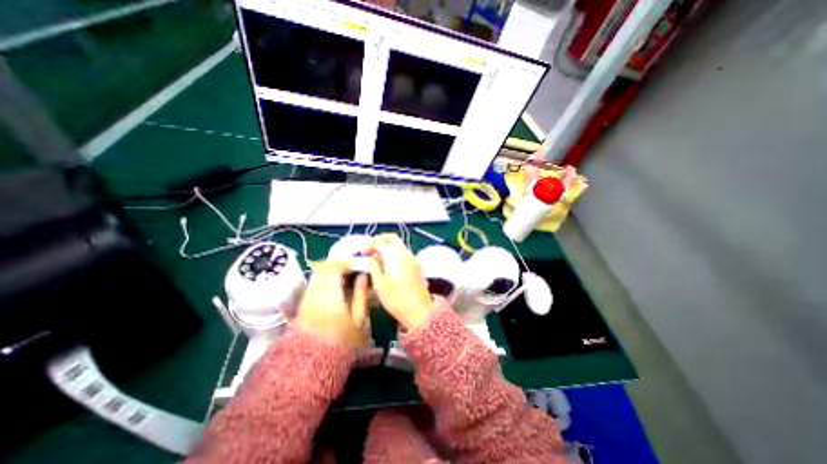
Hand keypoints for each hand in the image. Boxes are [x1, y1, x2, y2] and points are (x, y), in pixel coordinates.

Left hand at [297, 261, 371, 348]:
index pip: (334, 268)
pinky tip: (335, 285)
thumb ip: (361, 294)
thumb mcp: (358, 319)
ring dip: (331, 270)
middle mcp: (315, 293)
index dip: (347, 262)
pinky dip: (325, 278)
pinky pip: (314, 282)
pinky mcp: (304, 303)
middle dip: (338, 263)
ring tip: (345, 275)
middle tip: (352, 267)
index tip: (358, 264)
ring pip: (317, 274)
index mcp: (330, 296)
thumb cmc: (342, 342)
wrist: (315, 363)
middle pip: (323, 267)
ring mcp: (307, 298)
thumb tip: (364, 275)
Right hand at [365, 235, 433, 330]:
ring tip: (377, 259)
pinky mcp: (416, 265)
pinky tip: (388, 265)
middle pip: (392, 238)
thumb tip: (369, 258)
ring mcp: (412, 258)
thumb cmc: (396, 300)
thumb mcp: (379, 285)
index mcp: (394, 255)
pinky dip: (394, 253)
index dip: (369, 245)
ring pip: (399, 244)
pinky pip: (404, 252)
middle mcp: (405, 252)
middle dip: (379, 240)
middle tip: (370, 250)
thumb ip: (373, 267)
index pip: (379, 241)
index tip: (362, 254)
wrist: (420, 311)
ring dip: (387, 246)